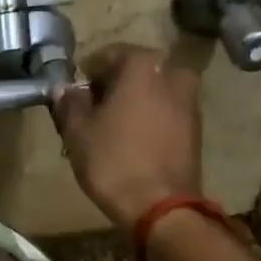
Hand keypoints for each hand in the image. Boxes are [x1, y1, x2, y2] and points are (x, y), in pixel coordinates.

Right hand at [54, 43, 202, 230]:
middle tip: (93, 107)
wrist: (160, 206)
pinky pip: (166, 111)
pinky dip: (149, 117)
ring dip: (134, 101)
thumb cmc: (113, 161)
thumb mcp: (78, 132)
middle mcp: (173, 74)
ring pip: (154, 90)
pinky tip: (132, 139)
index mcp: (143, 65)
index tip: (76, 91)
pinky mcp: (196, 128)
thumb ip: (70, 103)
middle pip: (136, 71)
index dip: (89, 71)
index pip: (110, 54)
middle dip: (114, 85)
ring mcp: (190, 101)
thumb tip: (65, 89)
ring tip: (111, 126)